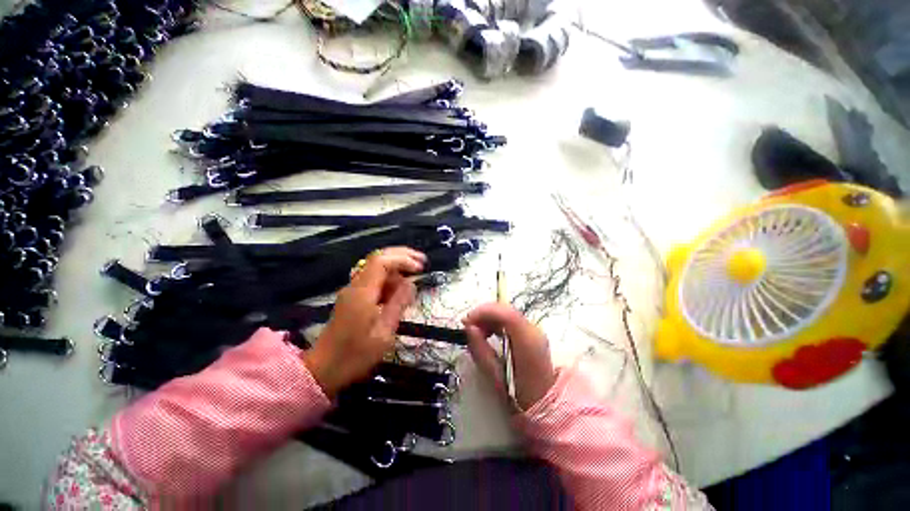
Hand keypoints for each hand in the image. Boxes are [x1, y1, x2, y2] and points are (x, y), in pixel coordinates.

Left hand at [303, 247, 425, 397]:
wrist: (323, 370)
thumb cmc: (355, 355)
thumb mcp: (383, 333)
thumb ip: (398, 304)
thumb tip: (411, 284)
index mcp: (362, 293)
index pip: (382, 262)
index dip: (403, 259)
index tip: (420, 268)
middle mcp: (355, 286)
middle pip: (378, 258)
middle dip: (401, 256)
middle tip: (422, 262)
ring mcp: (353, 291)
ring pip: (376, 269)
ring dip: (397, 270)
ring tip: (413, 283)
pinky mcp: (353, 298)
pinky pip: (374, 281)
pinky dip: (389, 281)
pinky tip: (399, 293)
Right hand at [463, 303, 556, 410]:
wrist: (546, 403)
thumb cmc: (520, 395)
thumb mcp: (495, 376)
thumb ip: (481, 349)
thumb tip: (469, 327)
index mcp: (527, 341)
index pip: (505, 313)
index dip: (484, 312)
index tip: (467, 321)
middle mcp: (533, 330)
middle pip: (505, 309)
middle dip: (484, 314)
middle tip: (468, 327)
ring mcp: (534, 330)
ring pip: (507, 312)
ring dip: (489, 318)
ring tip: (477, 332)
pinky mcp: (531, 332)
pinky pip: (510, 319)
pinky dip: (496, 322)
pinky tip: (488, 333)